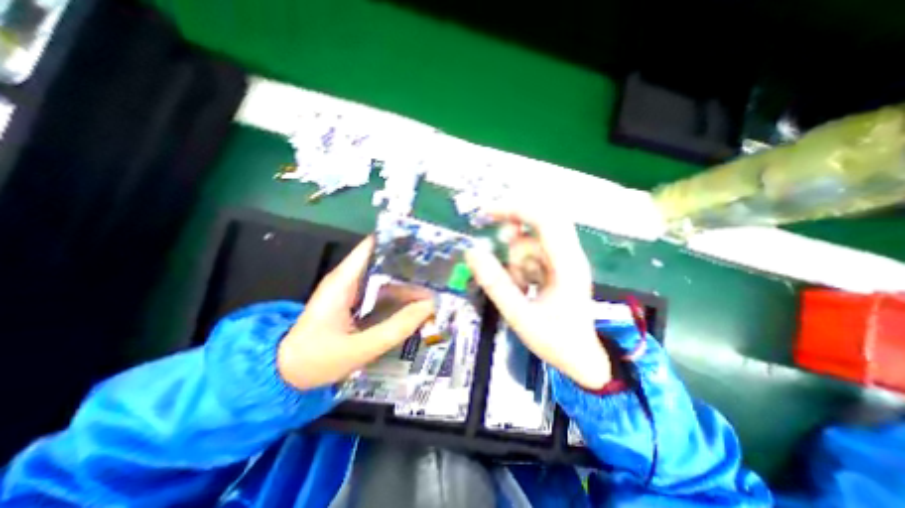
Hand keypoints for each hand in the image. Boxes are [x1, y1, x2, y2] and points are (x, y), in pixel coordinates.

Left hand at [280, 237, 433, 391]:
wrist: (286, 374)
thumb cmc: (316, 359)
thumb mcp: (360, 348)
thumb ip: (396, 327)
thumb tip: (429, 305)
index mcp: (345, 280)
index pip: (373, 246)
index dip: (399, 242)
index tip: (426, 245)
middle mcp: (349, 278)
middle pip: (384, 260)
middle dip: (411, 264)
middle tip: (439, 271)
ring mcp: (353, 290)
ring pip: (386, 277)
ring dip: (408, 281)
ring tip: (435, 285)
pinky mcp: (356, 301)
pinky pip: (382, 292)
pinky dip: (399, 295)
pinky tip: (416, 302)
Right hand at [466, 204, 606, 390]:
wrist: (581, 360)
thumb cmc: (556, 341)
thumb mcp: (520, 315)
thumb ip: (495, 284)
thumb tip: (472, 252)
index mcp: (567, 264)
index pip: (545, 220)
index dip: (516, 210)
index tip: (487, 214)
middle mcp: (568, 256)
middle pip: (540, 224)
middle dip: (513, 229)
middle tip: (496, 243)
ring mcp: (563, 262)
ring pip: (531, 244)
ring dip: (516, 260)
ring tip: (518, 288)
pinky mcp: (557, 269)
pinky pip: (532, 256)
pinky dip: (520, 267)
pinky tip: (522, 287)